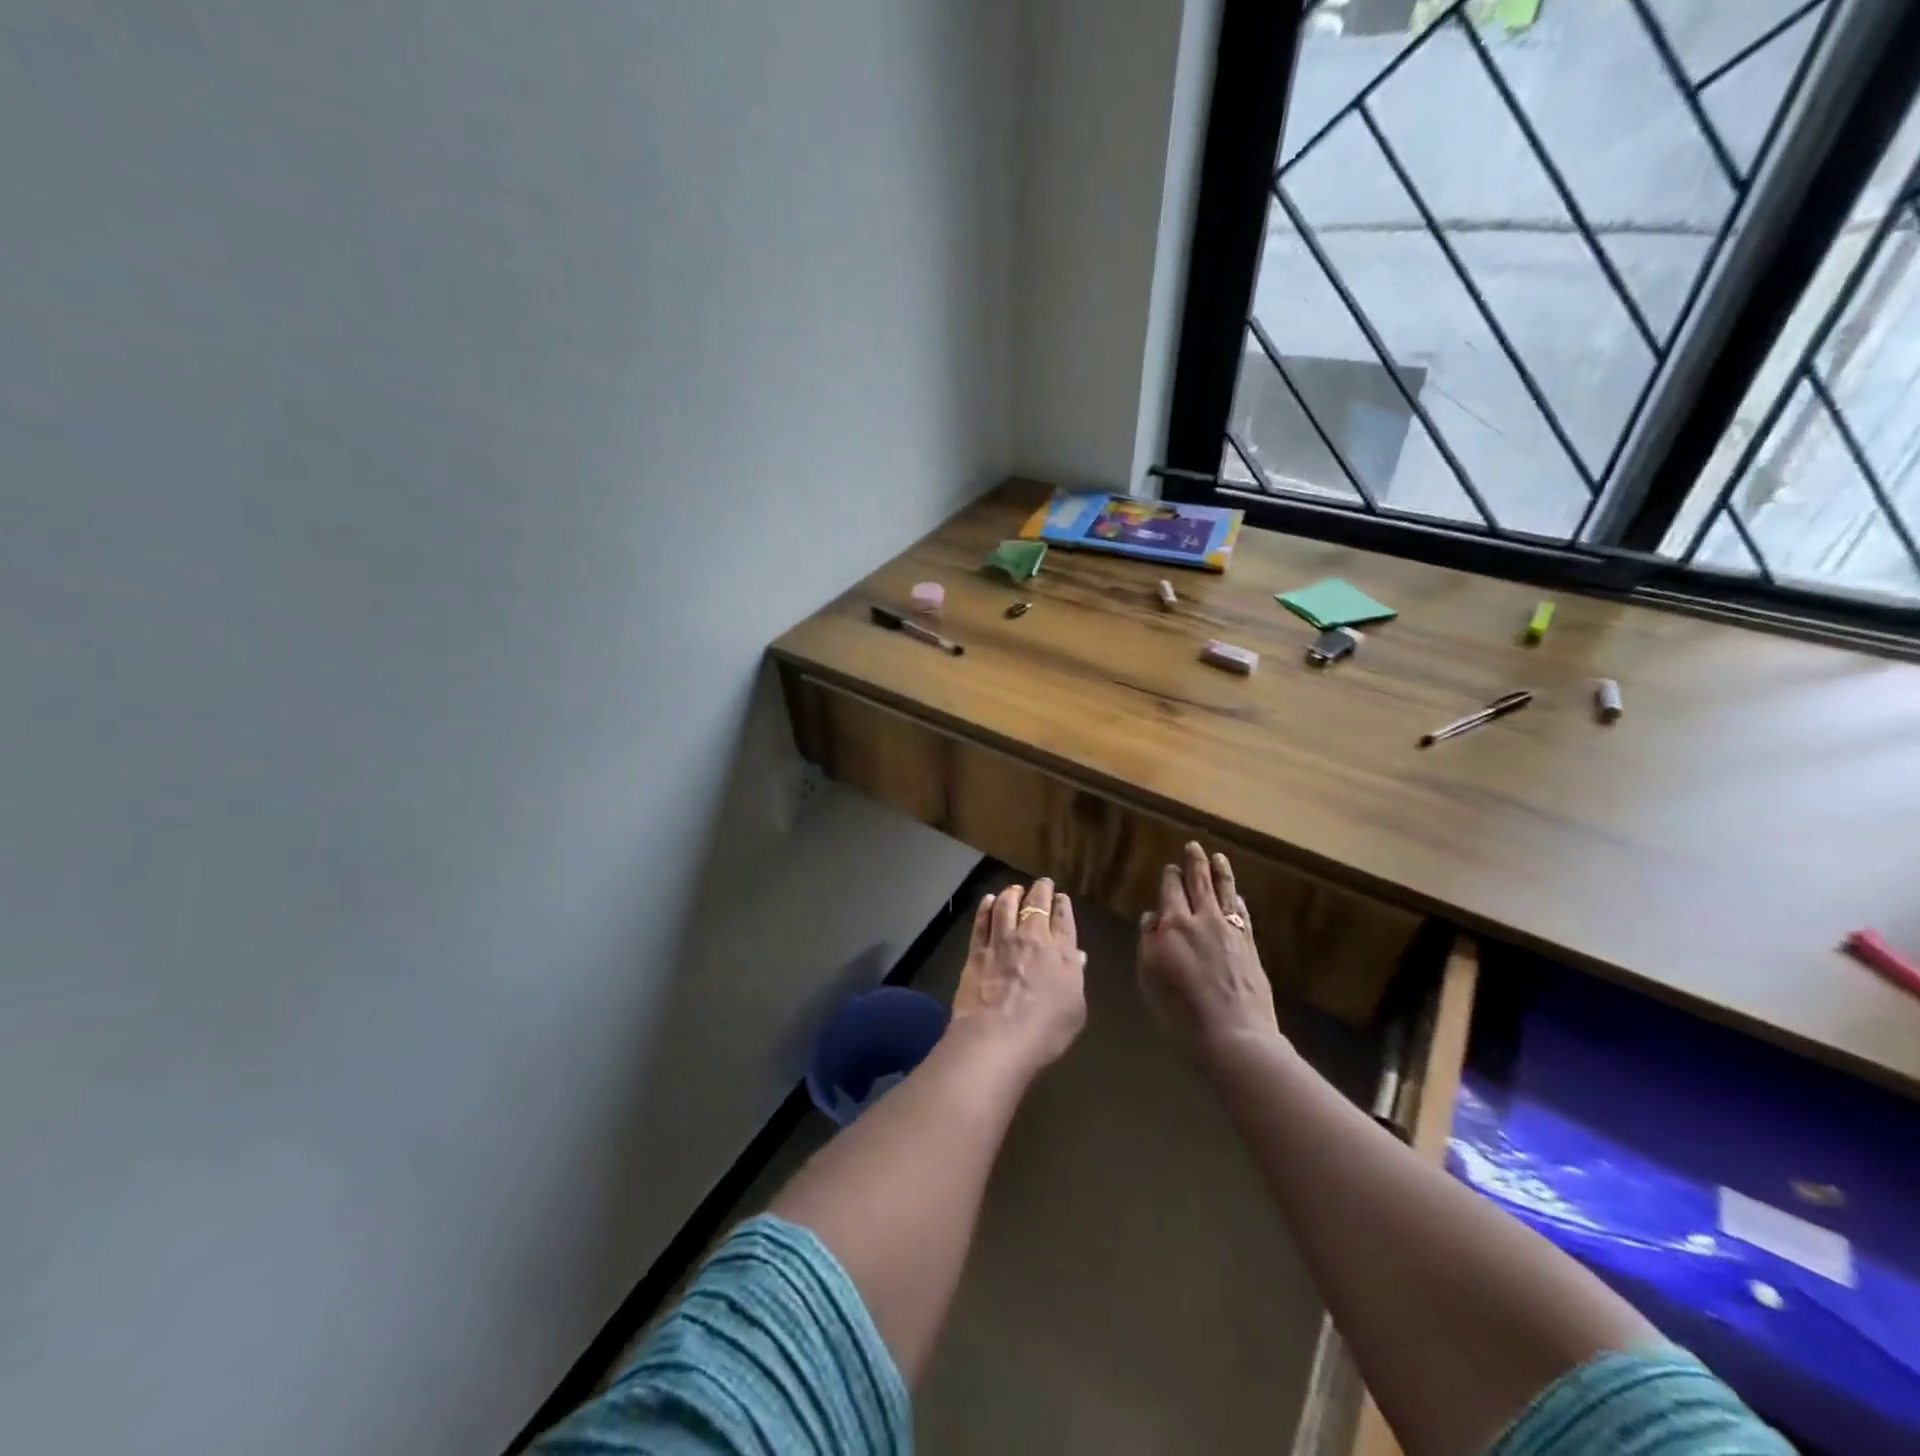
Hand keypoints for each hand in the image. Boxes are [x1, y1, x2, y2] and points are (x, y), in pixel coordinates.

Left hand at [950, 879, 1087, 1071]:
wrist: (996, 1038)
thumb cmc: (1044, 1032)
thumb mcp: (1074, 1011)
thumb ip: (1075, 978)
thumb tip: (1076, 956)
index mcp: (1061, 952)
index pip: (1063, 918)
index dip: (1062, 905)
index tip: (1060, 898)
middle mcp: (1032, 937)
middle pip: (1037, 904)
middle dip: (1041, 890)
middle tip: (1042, 883)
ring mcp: (1002, 940)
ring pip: (1007, 905)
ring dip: (1012, 893)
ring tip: (1014, 889)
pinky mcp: (977, 949)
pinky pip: (982, 920)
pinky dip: (986, 907)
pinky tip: (989, 901)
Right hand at [1137, 843, 1281, 1054]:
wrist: (1233, 1037)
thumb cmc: (1180, 1012)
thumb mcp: (1149, 978)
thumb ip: (1148, 942)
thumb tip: (1152, 917)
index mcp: (1172, 925)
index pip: (1170, 890)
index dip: (1170, 877)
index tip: (1169, 868)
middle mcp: (1202, 920)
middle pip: (1198, 883)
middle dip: (1194, 863)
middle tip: (1194, 847)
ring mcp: (1229, 931)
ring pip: (1224, 891)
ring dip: (1220, 872)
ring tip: (1218, 857)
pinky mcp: (1250, 946)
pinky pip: (1241, 913)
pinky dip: (1236, 899)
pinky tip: (1236, 896)